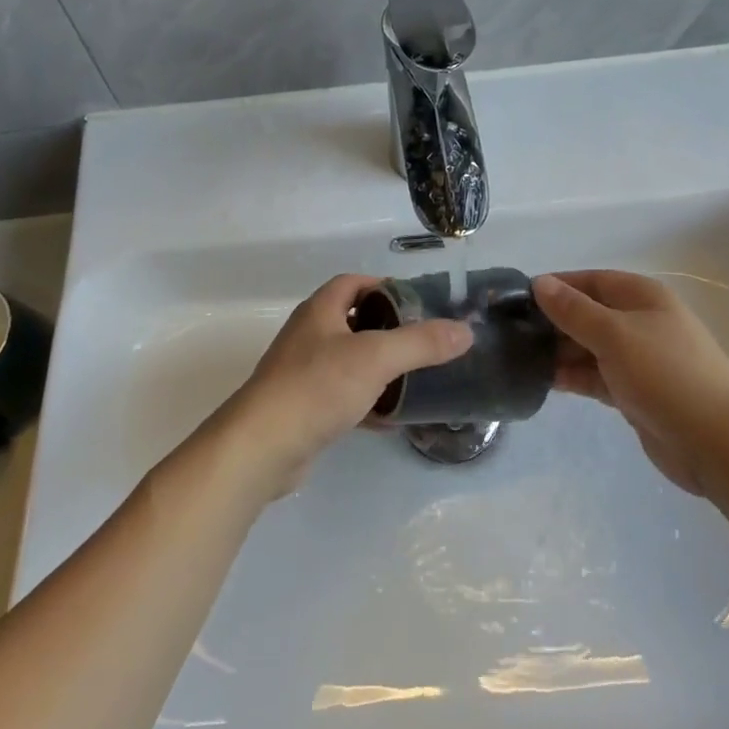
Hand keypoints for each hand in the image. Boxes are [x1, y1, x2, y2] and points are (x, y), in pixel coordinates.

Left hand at [211, 275, 472, 500]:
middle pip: (352, 320)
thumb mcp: (376, 358)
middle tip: (423, 341)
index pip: (353, 282)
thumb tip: (465, 331)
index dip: (384, 286)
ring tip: (414, 377)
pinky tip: (391, 418)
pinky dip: (367, 401)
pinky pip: (342, 395)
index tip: (417, 302)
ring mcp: (302, 373)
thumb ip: (421, 343)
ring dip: (378, 367)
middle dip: (387, 328)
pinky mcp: (303, 408)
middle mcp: (308, 335)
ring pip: (348, 360)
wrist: (263, 446)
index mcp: (320, 311)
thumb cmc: (317, 387)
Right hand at [534, 270, 728, 497]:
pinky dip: (573, 377)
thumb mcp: (615, 335)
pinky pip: (595, 376)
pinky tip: (543, 382)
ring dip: (559, 352)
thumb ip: (574, 310)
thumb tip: (540, 283)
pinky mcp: (634, 393)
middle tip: (510, 333)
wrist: (718, 443)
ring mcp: (638, 359)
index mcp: (641, 297)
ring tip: (518, 359)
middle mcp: (640, 322)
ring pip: (588, 347)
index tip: (516, 299)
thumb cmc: (666, 375)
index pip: (590, 281)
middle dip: (552, 321)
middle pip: (587, 314)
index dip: (556, 286)